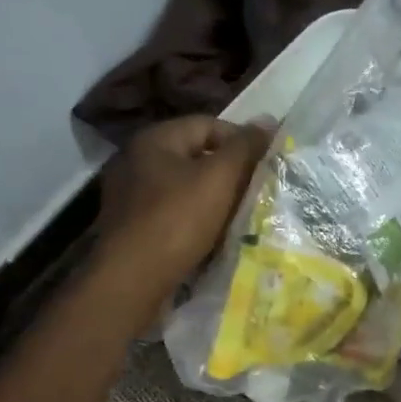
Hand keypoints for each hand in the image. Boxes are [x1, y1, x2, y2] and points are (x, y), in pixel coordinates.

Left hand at [94, 116, 269, 311]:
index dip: (241, 141)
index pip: (208, 125)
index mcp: (154, 140)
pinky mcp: (134, 227)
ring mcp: (132, 196)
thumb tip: (268, 121)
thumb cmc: (177, 221)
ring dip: (215, 199)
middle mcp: (137, 161)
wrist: (133, 280)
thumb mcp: (219, 178)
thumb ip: (245, 147)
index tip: (264, 165)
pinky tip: (214, 236)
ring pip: (187, 188)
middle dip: (229, 172)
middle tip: (257, 191)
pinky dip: (197, 220)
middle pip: (197, 156)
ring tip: (241, 215)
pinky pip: (175, 213)